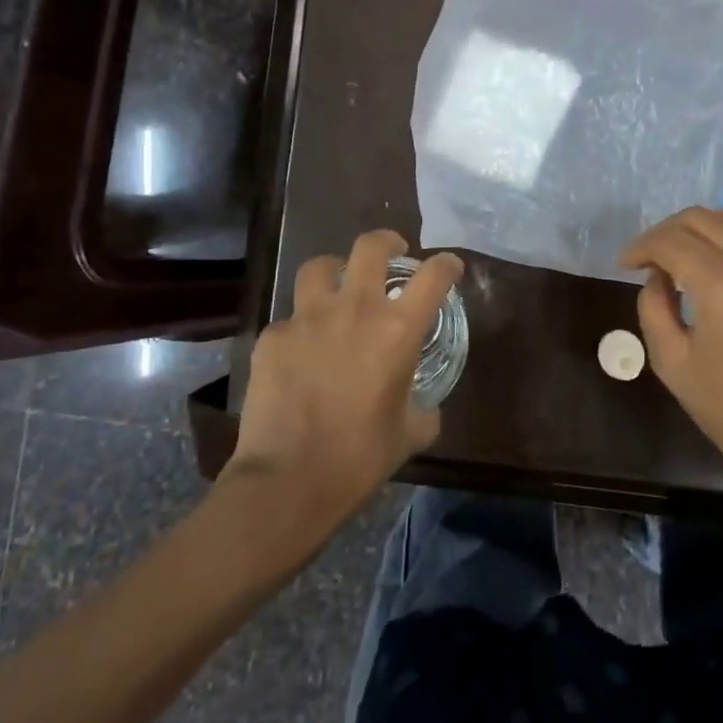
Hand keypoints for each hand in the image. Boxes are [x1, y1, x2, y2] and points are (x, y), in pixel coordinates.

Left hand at [227, 231, 462, 535]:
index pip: (433, 276)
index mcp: (397, 329)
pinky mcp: (273, 337)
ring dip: (335, 271)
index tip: (449, 268)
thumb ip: (424, 408)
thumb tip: (423, 404)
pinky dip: (301, 327)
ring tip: (337, 287)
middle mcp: (354, 309)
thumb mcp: (410, 434)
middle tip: (392, 253)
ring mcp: (308, 318)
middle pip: (370, 246)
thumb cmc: (360, 458)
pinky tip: (301, 353)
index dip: (447, 265)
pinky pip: (290, 319)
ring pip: (319, 267)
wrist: (288, 480)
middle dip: (387, 242)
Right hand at [619, 206, 722, 490]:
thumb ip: (653, 307)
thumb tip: (657, 276)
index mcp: (721, 285)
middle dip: (665, 232)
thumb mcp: (670, 361)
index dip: (640, 247)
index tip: (624, 264)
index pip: (670, 242)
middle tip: (647, 259)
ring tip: (685, 252)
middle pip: (700, 219)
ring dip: (702, 226)